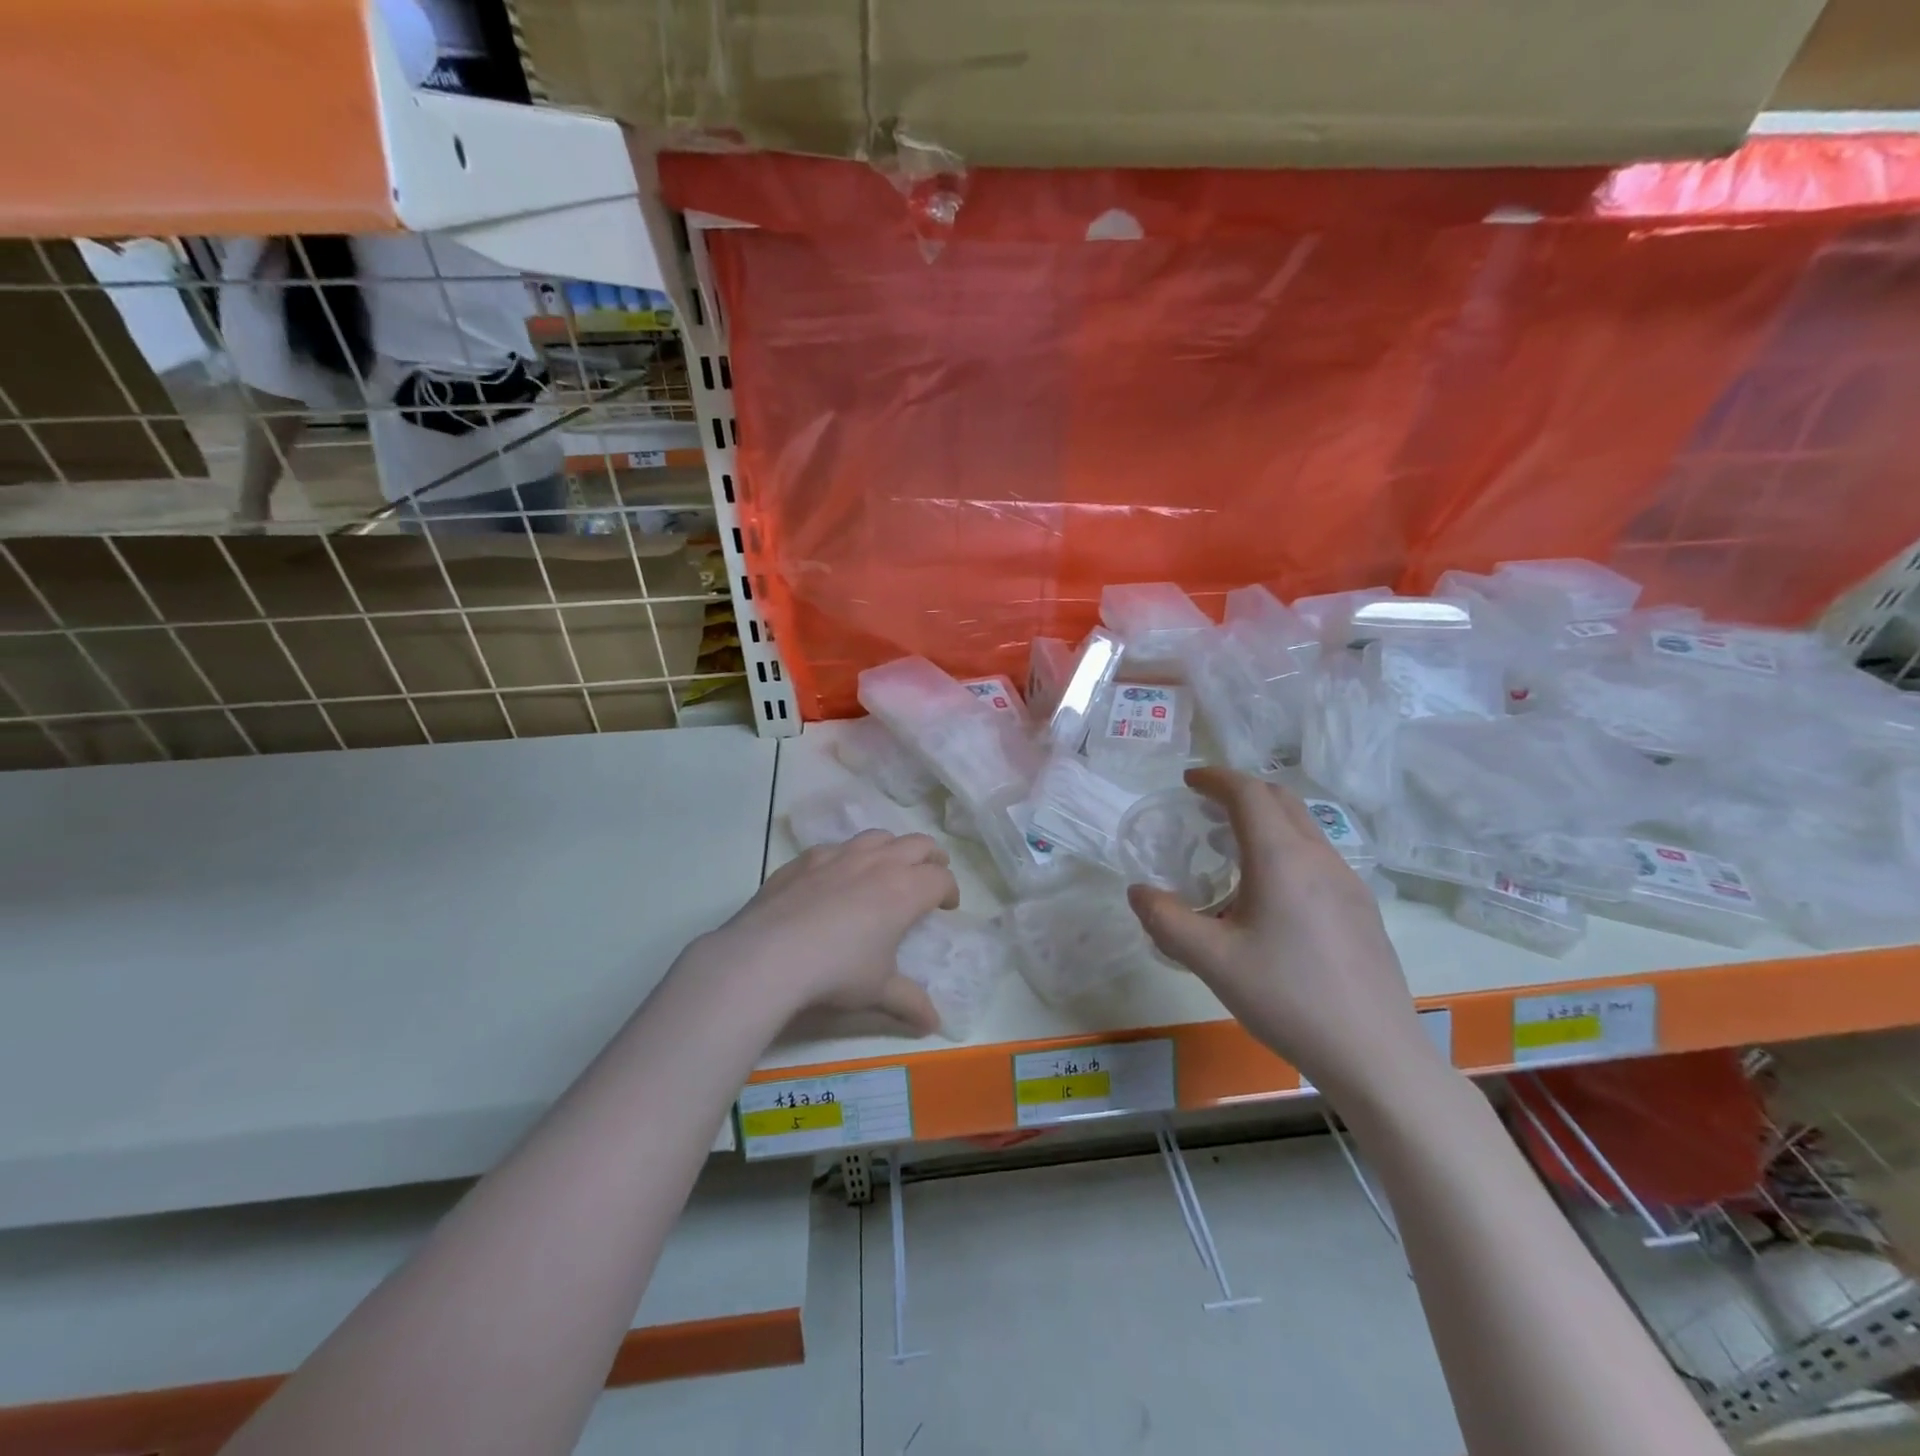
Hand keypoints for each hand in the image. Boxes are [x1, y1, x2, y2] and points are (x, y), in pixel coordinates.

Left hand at [687, 830, 958, 1034]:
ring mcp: (839, 855)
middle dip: (931, 857)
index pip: (940, 879)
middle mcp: (878, 863)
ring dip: (893, 847)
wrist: (769, 954)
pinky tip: (839, 875)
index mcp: (905, 890)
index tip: (946, 906)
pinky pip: (837, 846)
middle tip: (931, 875)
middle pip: (918, 844)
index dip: (949, 891)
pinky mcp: (806, 858)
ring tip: (890, 866)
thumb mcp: (878, 991)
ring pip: (878, 836)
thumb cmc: (836, 972)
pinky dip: (849, 855)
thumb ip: (909, 1002)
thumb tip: (933, 1024)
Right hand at [1127, 769, 1430, 1098]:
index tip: (1188, 781)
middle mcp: (1319, 858)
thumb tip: (1138, 892)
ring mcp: (1348, 882)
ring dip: (1265, 819)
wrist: (1374, 1054)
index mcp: (1281, 859)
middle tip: (1206, 806)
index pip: (1248, 793)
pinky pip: (1318, 856)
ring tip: (1232, 847)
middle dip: (1241, 791)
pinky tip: (1271, 892)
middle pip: (1280, 799)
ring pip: (1304, 827)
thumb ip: (1166, 921)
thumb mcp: (1212, 961)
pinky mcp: (1362, 908)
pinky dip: (1286, 847)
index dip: (1216, 778)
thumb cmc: (1287, 998)